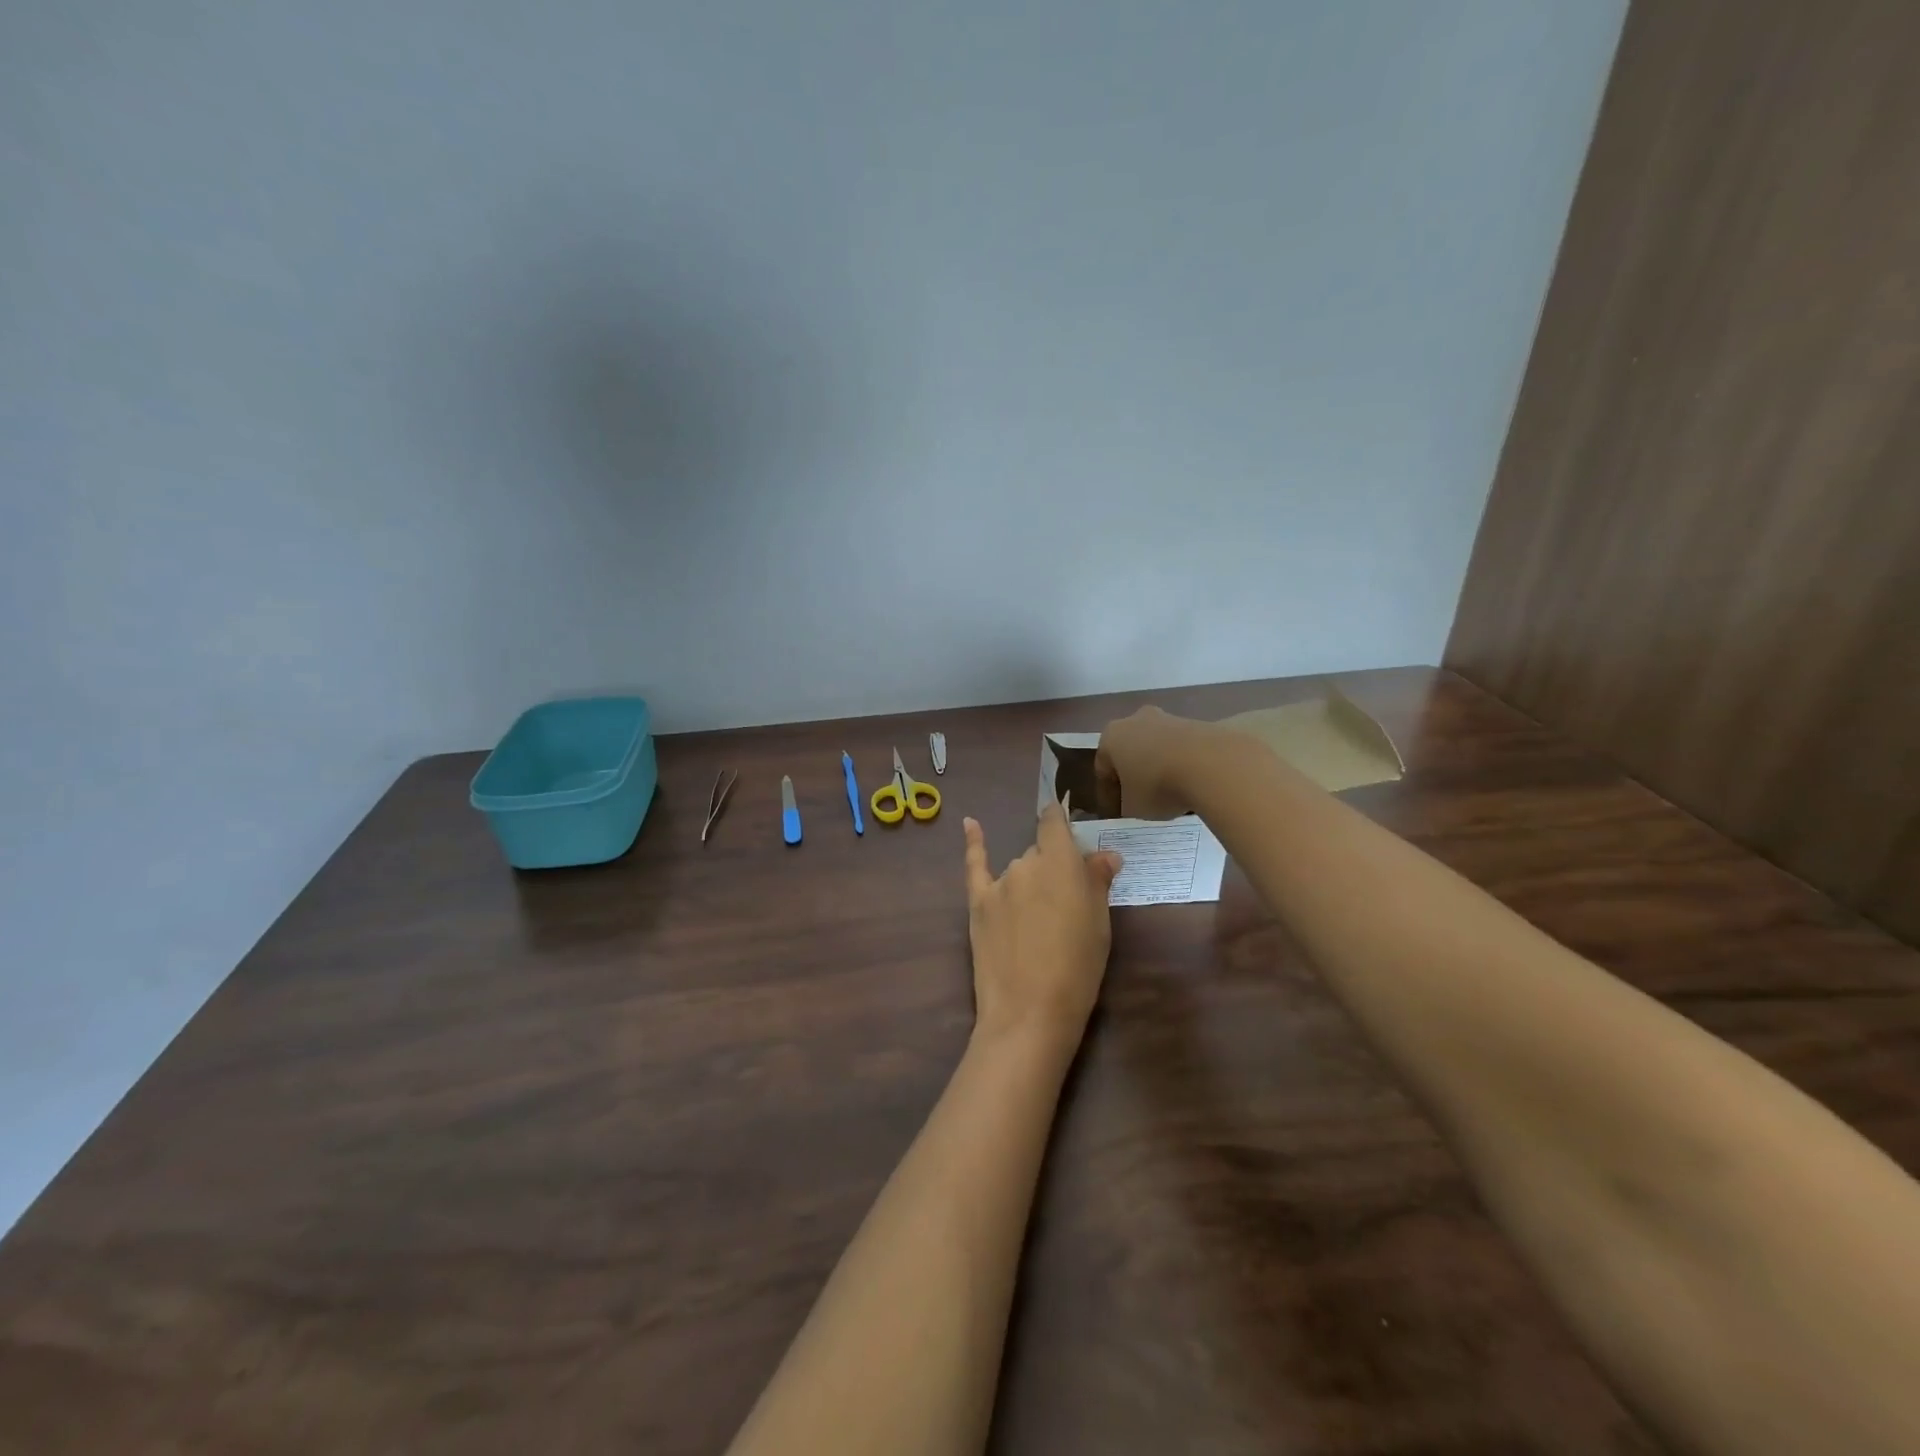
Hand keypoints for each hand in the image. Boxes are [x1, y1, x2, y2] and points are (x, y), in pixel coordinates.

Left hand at [963, 805, 1123, 1053]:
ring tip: (1039, 921)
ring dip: (1028, 882)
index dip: (1061, 820)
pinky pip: (975, 865)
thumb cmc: (1078, 968)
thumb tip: (1106, 854)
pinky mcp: (977, 903)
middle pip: (1039, 854)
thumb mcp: (1099, 924)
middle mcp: (1026, 863)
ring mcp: (999, 883)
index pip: (1055, 823)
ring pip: (1017, 869)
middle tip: (1065, 904)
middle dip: (1052, 869)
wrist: (1029, 1011)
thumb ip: (1097, 882)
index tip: (1067, 824)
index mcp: (1060, 863)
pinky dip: (974, 843)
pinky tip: (970, 823)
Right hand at [1094, 706, 1214, 818]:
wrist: (1211, 765)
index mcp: (1111, 737)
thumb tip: (1134, 804)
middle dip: (1135, 775)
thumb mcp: (1133, 808)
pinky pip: (1183, 750)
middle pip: (1131, 752)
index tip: (1117, 814)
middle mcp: (1136, 720)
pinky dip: (1184, 766)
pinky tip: (1192, 786)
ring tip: (1172, 797)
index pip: (1103, 770)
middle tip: (1142, 801)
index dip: (1108, 795)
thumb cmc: (1158, 786)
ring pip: (1158, 748)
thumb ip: (1127, 806)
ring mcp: (1169, 718)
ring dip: (1160, 769)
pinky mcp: (1198, 723)